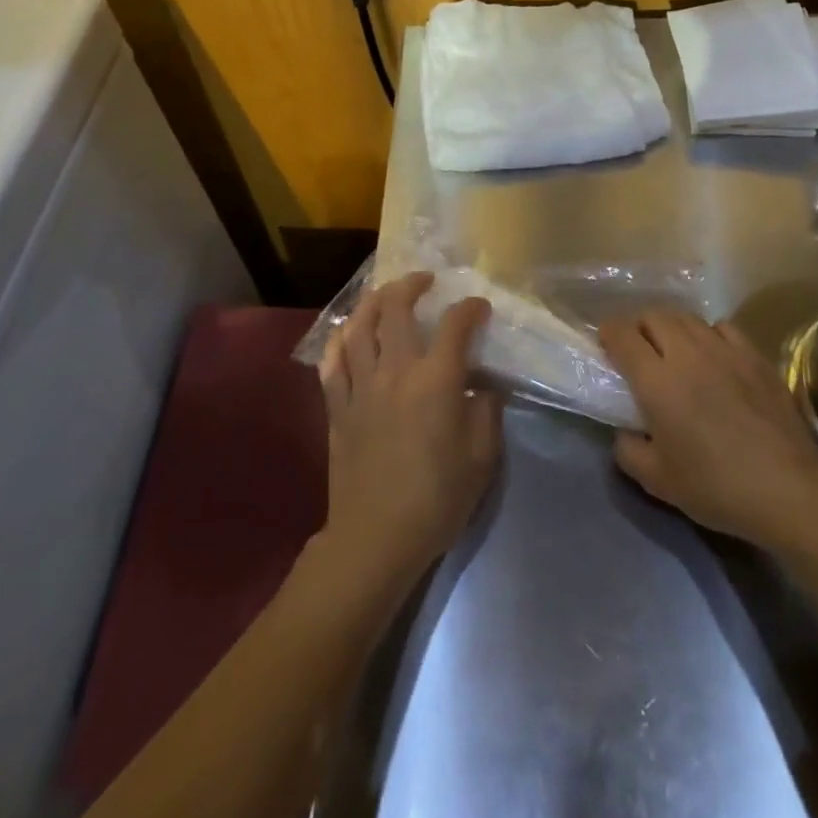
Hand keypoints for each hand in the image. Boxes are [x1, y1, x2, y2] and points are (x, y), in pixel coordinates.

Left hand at [317, 272, 501, 595]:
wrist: (376, 537)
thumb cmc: (437, 498)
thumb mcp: (482, 458)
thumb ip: (486, 412)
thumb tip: (482, 386)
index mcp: (436, 380)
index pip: (455, 326)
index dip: (470, 309)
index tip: (479, 307)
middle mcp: (396, 371)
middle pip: (397, 310)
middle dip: (412, 285)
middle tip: (424, 280)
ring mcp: (361, 386)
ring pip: (359, 327)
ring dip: (372, 302)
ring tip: (384, 295)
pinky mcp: (337, 407)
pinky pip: (332, 363)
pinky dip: (339, 341)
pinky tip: (347, 333)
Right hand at [598, 307, 817, 552]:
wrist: (788, 490)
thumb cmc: (716, 487)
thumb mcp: (657, 481)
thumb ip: (629, 450)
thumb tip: (625, 430)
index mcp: (656, 381)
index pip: (622, 334)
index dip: (608, 333)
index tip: (606, 345)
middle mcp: (686, 353)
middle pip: (653, 316)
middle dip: (639, 327)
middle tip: (638, 351)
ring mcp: (724, 349)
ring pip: (687, 317)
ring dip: (671, 327)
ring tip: (673, 350)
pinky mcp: (755, 355)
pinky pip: (722, 327)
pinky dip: (708, 334)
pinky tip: (713, 355)